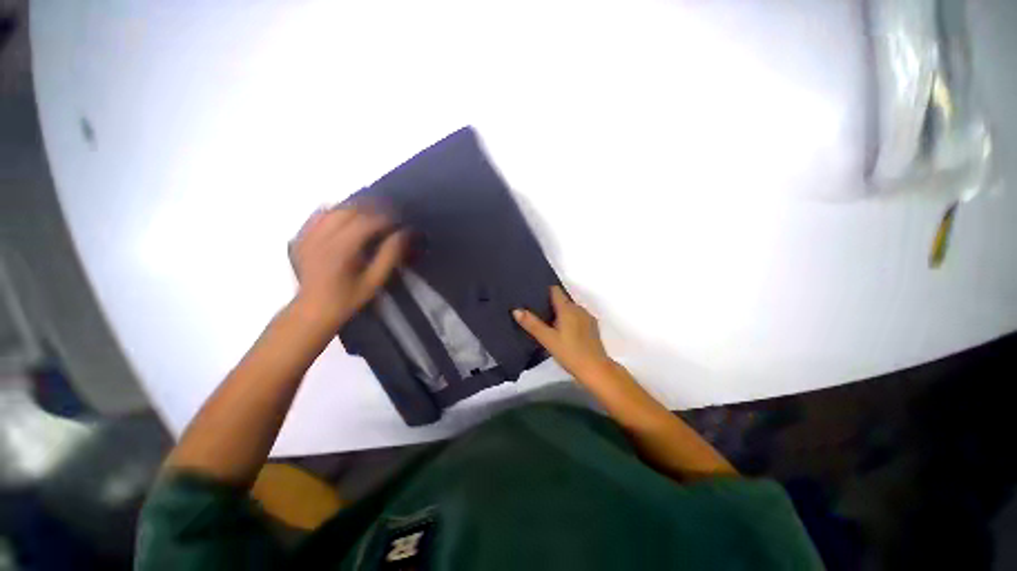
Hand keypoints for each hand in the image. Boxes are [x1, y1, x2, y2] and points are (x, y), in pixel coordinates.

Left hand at [289, 207, 406, 327]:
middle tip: (389, 217)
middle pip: (351, 210)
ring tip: (371, 215)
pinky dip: (335, 211)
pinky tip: (346, 217)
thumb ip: (389, 256)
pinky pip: (318, 214)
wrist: (312, 309)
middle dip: (373, 210)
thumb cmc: (348, 298)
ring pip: (334, 208)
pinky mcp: (301, 236)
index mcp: (341, 248)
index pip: (367, 221)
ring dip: (356, 208)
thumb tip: (404, 234)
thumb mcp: (374, 281)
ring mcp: (308, 234)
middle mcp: (322, 236)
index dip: (387, 218)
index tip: (400, 223)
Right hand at [514, 286, 612, 379]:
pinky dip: (568, 320)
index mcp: (568, 308)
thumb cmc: (570, 353)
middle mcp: (579, 309)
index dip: (544, 290)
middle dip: (550, 303)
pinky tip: (561, 331)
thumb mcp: (547, 339)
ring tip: (546, 321)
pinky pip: (577, 317)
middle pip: (562, 300)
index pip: (555, 290)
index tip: (533, 293)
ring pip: (570, 309)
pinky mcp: (592, 327)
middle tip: (535, 310)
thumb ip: (532, 324)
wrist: (596, 370)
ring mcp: (587, 318)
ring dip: (560, 312)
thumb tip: (516, 310)